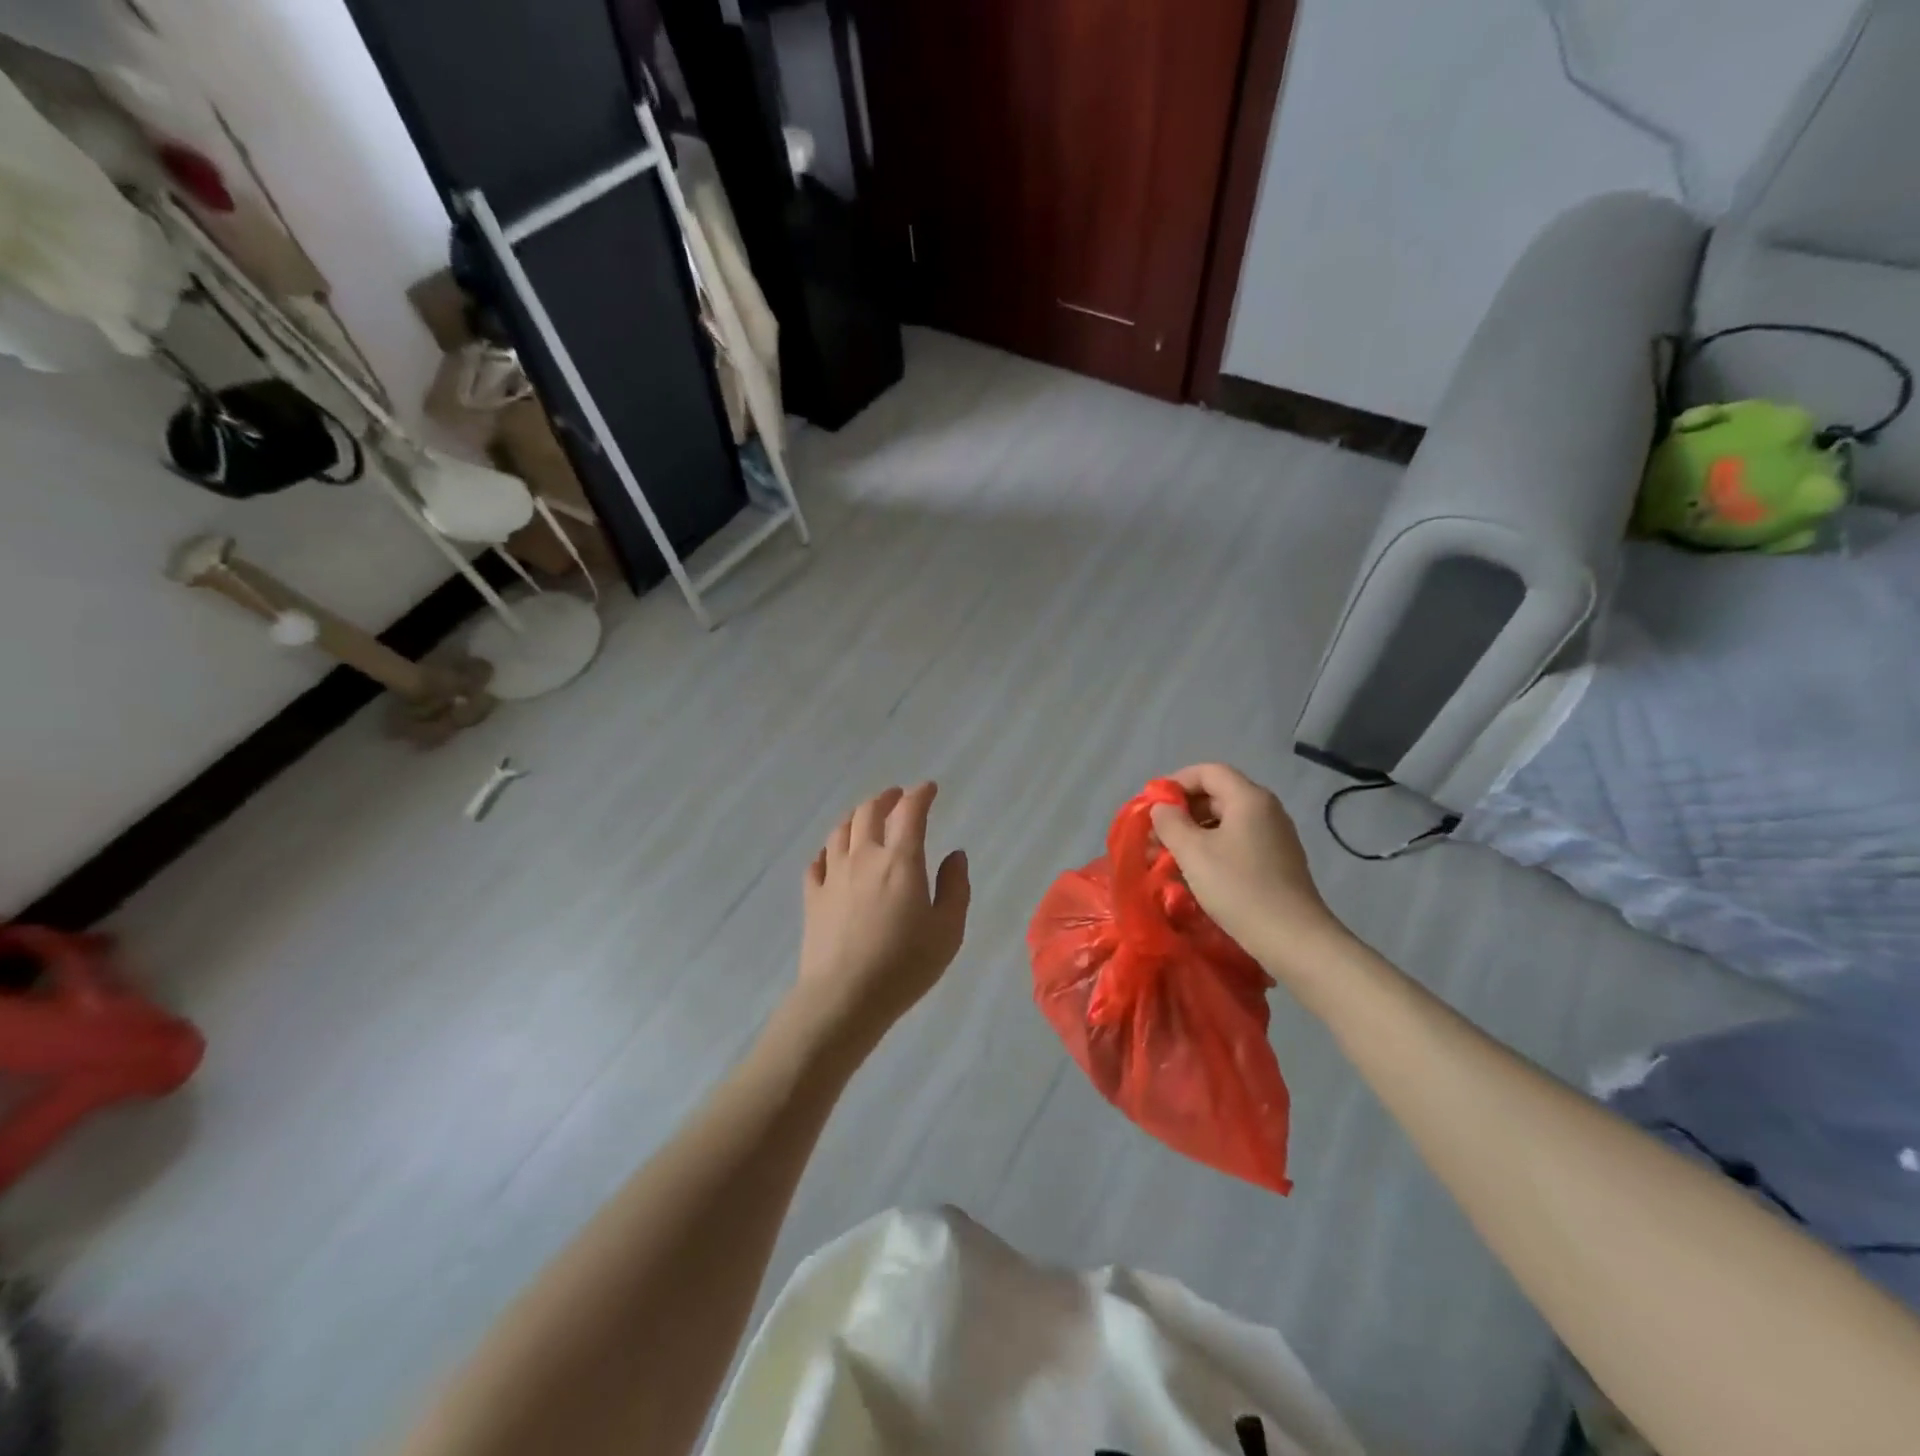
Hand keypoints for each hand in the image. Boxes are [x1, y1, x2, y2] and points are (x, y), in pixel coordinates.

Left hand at [795, 783, 970, 1045]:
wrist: (845, 997)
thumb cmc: (905, 965)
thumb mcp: (948, 930)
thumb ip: (955, 887)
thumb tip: (955, 855)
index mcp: (900, 860)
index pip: (910, 812)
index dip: (920, 795)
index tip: (929, 788)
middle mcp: (864, 857)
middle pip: (869, 812)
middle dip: (886, 798)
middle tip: (897, 797)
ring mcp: (833, 875)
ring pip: (841, 831)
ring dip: (856, 817)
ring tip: (866, 817)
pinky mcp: (812, 897)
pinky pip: (817, 861)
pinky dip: (828, 850)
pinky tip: (833, 854)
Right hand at [1149, 764, 1350, 979]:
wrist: (1293, 939)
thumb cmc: (1238, 888)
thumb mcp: (1193, 852)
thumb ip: (1170, 822)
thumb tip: (1162, 807)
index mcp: (1249, 798)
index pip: (1208, 771)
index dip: (1176, 782)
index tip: (1152, 805)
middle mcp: (1266, 810)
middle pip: (1217, 794)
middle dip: (1182, 811)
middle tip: (1155, 835)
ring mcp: (1275, 836)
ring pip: (1225, 821)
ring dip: (1194, 833)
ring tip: (1168, 858)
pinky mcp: (1277, 861)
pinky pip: (1237, 842)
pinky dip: (1212, 849)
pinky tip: (1195, 873)